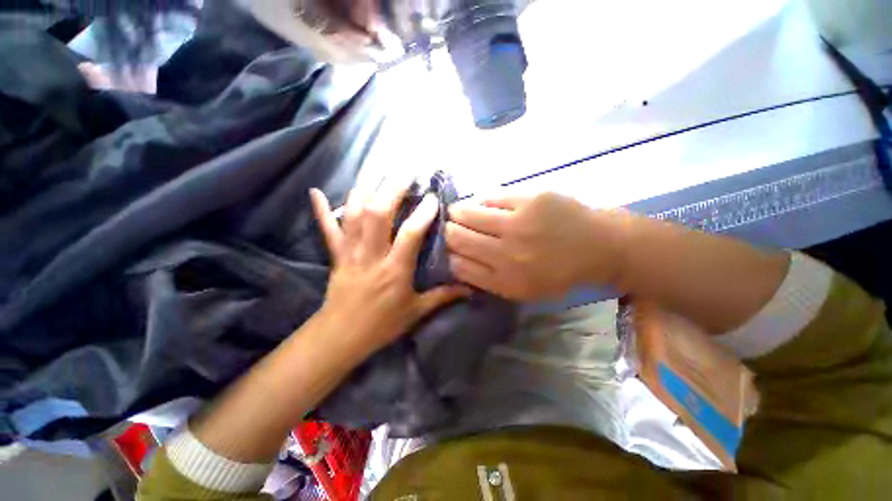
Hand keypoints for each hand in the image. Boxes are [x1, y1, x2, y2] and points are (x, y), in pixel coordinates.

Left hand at [310, 181, 469, 357]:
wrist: (341, 337)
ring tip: (377, 172)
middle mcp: (371, 255)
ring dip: (365, 190)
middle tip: (406, 171)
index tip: (432, 197)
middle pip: (378, 214)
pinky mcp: (336, 255)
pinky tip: (316, 192)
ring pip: (353, 215)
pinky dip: (321, 210)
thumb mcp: (416, 311)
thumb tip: (470, 289)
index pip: (410, 234)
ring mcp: (350, 252)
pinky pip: (326, 230)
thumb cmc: (382, 325)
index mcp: (395, 270)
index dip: (422, 213)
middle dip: (392, 188)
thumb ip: (443, 296)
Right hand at [446, 192, 629, 300]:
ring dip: (457, 212)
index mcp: (504, 279)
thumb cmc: (558, 273)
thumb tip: (457, 260)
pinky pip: (489, 198)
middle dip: (447, 231)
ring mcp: (517, 224)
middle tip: (451, 227)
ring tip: (459, 212)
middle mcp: (505, 253)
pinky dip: (481, 202)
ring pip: (466, 213)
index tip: (448, 248)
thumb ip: (488, 279)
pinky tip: (484, 205)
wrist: (599, 247)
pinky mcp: (528, 199)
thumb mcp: (522, 290)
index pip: (456, 264)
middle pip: (456, 237)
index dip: (447, 254)